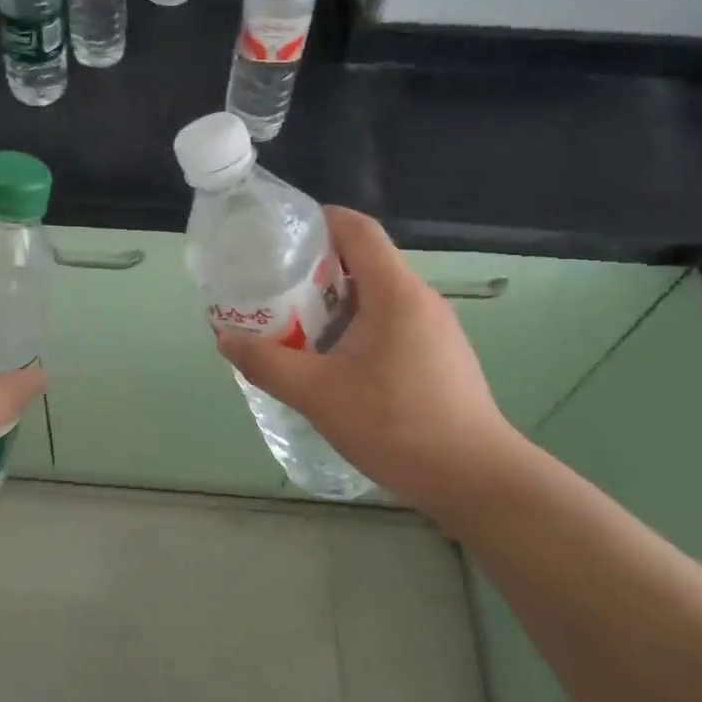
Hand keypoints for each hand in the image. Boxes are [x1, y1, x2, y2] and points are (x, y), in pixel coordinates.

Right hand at [214, 207, 529, 523]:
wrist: (475, 480)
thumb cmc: (395, 423)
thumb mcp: (316, 393)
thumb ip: (266, 363)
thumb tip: (225, 339)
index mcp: (394, 291)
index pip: (357, 229)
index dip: (318, 221)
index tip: (278, 238)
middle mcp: (419, 299)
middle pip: (362, 261)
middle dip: (314, 270)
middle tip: (272, 290)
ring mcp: (434, 329)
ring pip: (375, 297)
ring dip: (333, 304)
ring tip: (294, 328)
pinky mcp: (439, 357)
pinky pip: (389, 324)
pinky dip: (355, 329)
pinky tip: (333, 364)